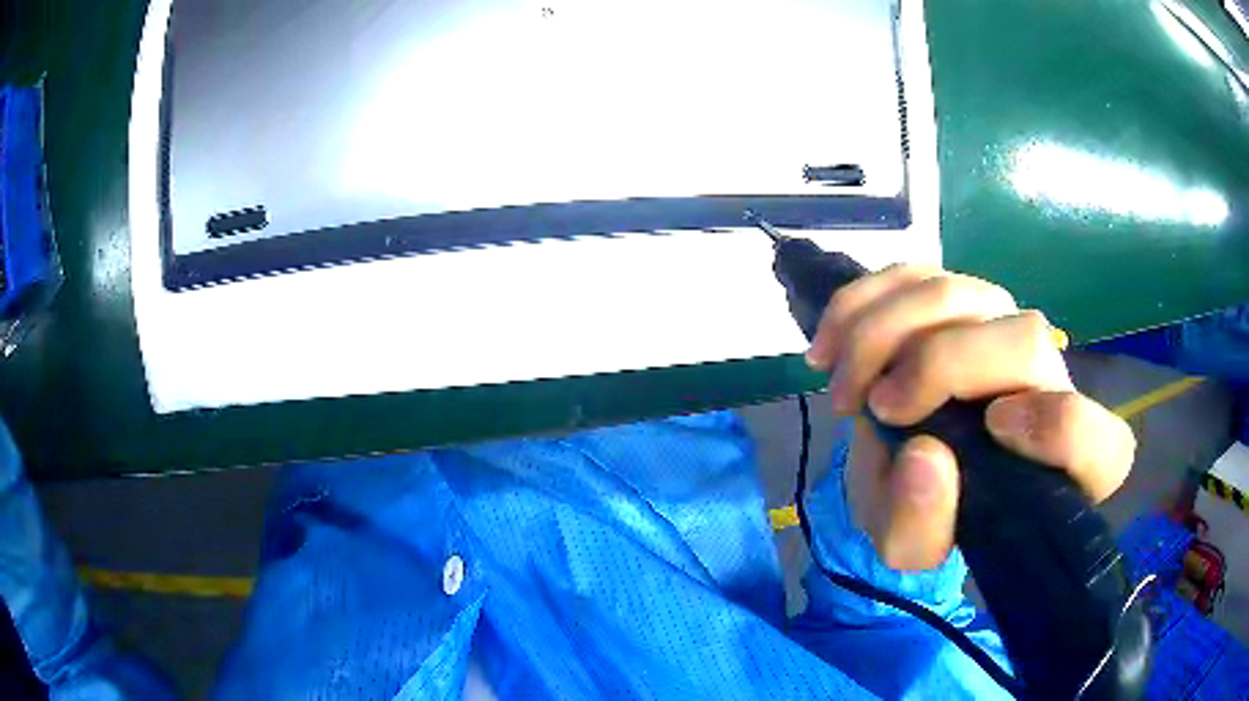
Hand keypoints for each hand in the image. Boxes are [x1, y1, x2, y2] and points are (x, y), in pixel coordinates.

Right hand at [805, 265, 1134, 570]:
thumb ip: (921, 525)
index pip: (1097, 441)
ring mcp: (1004, 327)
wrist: (907, 470)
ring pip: (962, 292)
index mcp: (1064, 465)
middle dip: (940, 363)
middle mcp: (1050, 382)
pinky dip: (862, 302)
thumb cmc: (926, 514)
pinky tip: (830, 344)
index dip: (1055, 427)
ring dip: (885, 331)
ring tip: (843, 387)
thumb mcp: (911, 545)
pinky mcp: (959, 300)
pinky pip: (916, 274)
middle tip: (875, 407)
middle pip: (1024, 338)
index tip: (991, 431)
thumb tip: (927, 456)